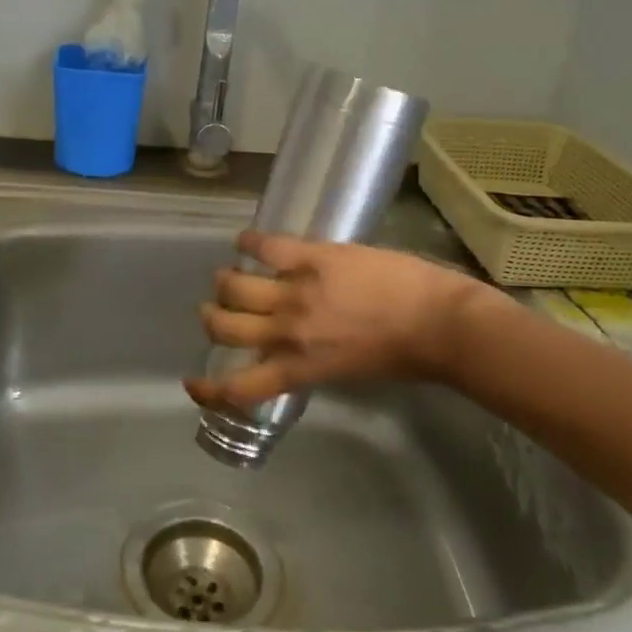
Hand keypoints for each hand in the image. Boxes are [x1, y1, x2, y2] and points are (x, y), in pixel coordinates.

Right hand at [187, 232, 490, 408]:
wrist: (438, 323)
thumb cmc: (401, 356)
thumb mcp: (345, 372)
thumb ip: (307, 363)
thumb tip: (287, 350)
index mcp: (298, 368)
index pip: (237, 387)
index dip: (207, 389)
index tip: (193, 383)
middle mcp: (286, 332)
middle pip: (223, 325)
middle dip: (212, 319)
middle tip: (219, 311)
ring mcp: (296, 291)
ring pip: (234, 284)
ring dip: (225, 282)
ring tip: (230, 276)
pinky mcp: (312, 257)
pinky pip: (265, 246)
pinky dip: (248, 243)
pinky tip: (244, 242)